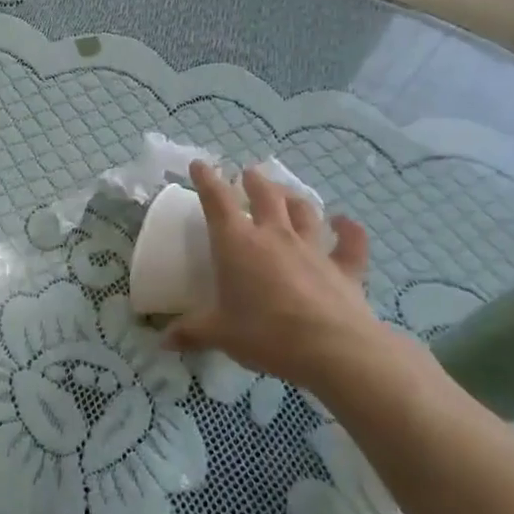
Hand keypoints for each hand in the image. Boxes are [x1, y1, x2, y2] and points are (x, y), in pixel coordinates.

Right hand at [167, 161, 396, 393]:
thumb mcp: (218, 334)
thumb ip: (191, 332)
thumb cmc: (265, 334)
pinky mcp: (344, 268)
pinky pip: (350, 242)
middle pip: (265, 195)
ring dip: (293, 198)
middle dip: (254, 181)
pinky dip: (348, 229)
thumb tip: (164, 341)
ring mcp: (312, 249)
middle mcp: (274, 236)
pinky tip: (344, 221)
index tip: (200, 164)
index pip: (217, 201)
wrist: (332, 349)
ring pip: (303, 211)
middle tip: (249, 174)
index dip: (207, 179)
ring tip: (286, 193)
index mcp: (237, 244)